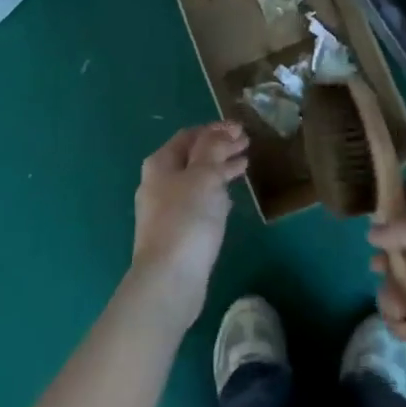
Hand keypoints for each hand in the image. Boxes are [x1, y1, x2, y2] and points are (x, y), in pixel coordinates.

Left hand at [128, 122, 249, 331]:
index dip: (216, 129)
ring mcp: (164, 209)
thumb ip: (213, 149)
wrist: (169, 278)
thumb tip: (221, 131)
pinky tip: (229, 198)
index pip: (190, 136)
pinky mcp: (175, 232)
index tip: (241, 128)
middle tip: (247, 144)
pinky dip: (214, 193)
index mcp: (161, 164)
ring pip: (196, 180)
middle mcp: (158, 183)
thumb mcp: (204, 176)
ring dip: (219, 170)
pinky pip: (197, 202)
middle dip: (219, 148)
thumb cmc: (187, 219)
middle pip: (192, 157)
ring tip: (244, 166)